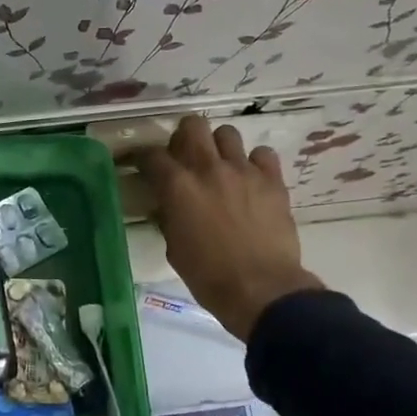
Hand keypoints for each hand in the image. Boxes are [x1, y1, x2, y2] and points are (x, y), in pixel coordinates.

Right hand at [135, 116, 322, 340]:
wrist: (261, 289)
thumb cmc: (208, 276)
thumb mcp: (174, 248)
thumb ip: (168, 217)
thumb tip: (166, 205)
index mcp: (177, 187)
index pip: (151, 155)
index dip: (143, 158)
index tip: (143, 166)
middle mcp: (208, 168)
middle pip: (192, 125)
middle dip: (183, 137)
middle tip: (184, 157)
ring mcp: (243, 171)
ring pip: (227, 133)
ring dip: (219, 146)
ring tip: (220, 166)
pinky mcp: (272, 180)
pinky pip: (262, 154)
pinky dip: (254, 162)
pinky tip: (250, 179)